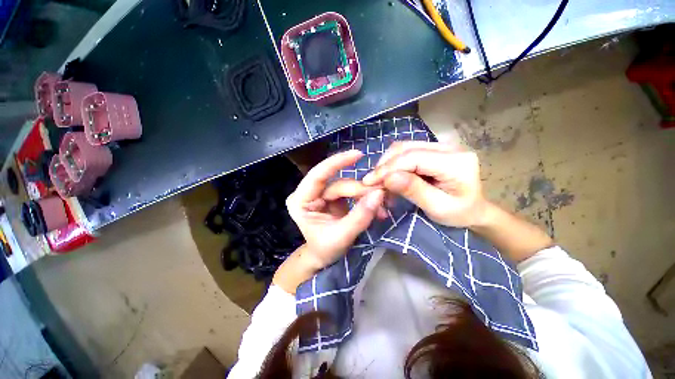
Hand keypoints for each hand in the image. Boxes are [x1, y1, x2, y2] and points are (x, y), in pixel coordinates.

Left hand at [286, 150, 384, 271]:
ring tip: (382, 208)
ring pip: (347, 187)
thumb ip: (360, 216)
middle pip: (338, 184)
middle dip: (360, 190)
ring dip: (365, 196)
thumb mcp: (342, 236)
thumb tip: (378, 194)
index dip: (337, 163)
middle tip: (382, 197)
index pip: (318, 175)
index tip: (358, 154)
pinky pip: (351, 193)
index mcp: (301, 201)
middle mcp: (310, 194)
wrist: (325, 258)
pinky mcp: (333, 198)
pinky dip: (364, 199)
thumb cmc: (326, 250)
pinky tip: (377, 208)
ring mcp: (322, 195)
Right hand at [362, 142, 488, 227]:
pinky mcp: (433, 149)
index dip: (388, 168)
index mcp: (456, 162)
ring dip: (387, 163)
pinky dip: (393, 163)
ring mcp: (440, 145)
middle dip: (384, 165)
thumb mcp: (437, 208)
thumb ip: (414, 190)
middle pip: (406, 148)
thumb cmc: (459, 214)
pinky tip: (388, 175)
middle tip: (371, 183)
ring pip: (403, 147)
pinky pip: (406, 151)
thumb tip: (388, 178)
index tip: (369, 182)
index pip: (413, 157)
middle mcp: (449, 147)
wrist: (474, 209)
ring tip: (379, 180)